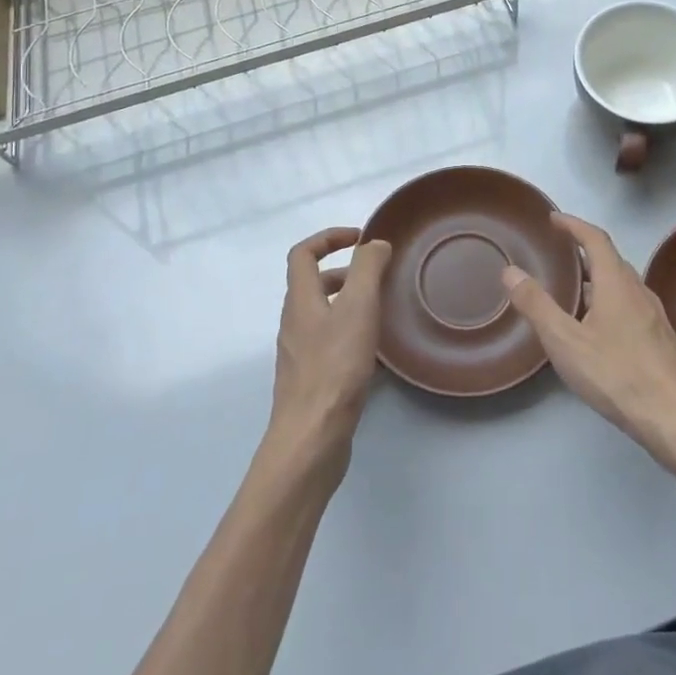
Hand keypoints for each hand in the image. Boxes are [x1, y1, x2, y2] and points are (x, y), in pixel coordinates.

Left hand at [270, 228, 393, 469]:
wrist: (311, 437)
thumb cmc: (335, 366)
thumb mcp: (358, 307)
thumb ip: (367, 269)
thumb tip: (374, 243)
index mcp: (301, 299)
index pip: (303, 253)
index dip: (329, 237)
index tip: (360, 237)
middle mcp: (294, 322)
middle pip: (312, 284)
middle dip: (345, 271)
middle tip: (377, 276)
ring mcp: (299, 354)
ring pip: (322, 314)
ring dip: (349, 303)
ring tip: (381, 310)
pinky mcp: (310, 380)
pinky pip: (329, 343)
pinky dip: (350, 333)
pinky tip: (376, 352)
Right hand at [501, 213, 675, 468]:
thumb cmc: (618, 374)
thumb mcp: (566, 341)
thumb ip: (536, 305)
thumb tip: (510, 271)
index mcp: (616, 283)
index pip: (595, 239)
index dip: (574, 225)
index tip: (554, 218)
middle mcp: (639, 292)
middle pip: (611, 260)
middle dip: (585, 251)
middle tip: (559, 253)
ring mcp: (654, 317)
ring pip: (622, 286)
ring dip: (598, 279)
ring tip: (573, 291)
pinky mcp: (661, 341)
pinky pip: (630, 307)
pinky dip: (609, 302)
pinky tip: (598, 330)